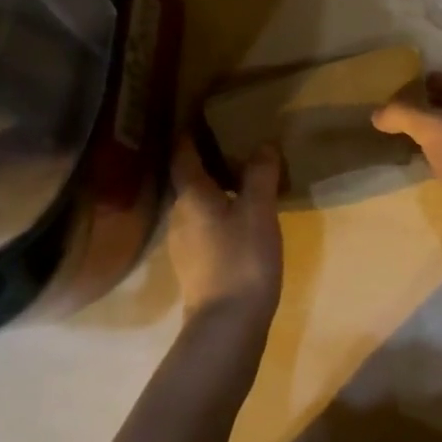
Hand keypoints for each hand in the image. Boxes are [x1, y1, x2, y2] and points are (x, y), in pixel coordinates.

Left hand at [166, 136, 282, 338]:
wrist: (227, 324)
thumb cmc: (242, 258)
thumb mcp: (258, 210)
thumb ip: (260, 175)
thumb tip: (263, 145)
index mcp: (190, 196)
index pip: (183, 155)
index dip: (189, 135)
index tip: (198, 117)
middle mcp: (179, 215)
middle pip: (188, 180)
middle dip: (206, 161)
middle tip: (231, 144)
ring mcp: (183, 243)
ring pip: (196, 205)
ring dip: (214, 189)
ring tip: (240, 179)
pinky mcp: (194, 265)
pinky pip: (204, 226)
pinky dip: (218, 213)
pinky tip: (238, 218)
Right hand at [372, 71, 441, 223]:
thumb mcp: (436, 128)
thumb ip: (405, 114)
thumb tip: (377, 113)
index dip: (436, 79)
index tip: (407, 85)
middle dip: (430, 106)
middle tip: (396, 110)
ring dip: (431, 134)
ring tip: (400, 134)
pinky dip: (436, 158)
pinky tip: (416, 163)